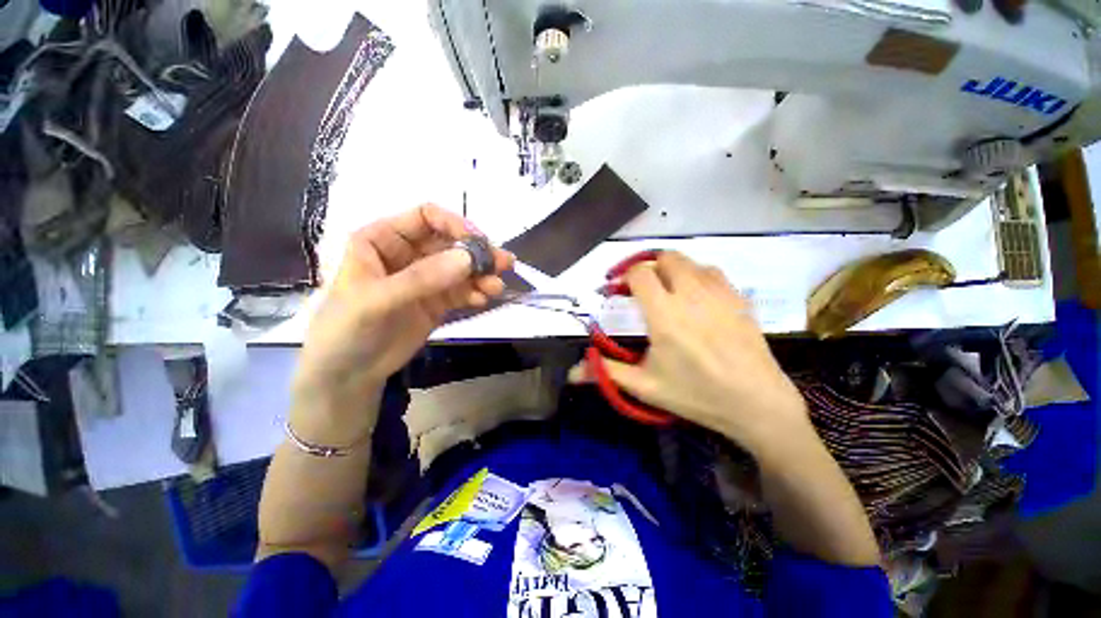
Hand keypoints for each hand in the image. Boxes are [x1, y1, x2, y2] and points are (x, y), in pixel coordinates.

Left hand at [293, 205, 512, 408]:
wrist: (346, 375)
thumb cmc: (346, 330)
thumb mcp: (377, 300)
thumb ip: (422, 278)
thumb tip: (469, 259)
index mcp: (383, 240)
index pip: (426, 218)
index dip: (455, 224)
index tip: (480, 242)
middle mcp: (407, 254)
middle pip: (451, 243)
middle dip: (477, 252)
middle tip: (504, 263)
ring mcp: (425, 280)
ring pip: (461, 268)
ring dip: (482, 274)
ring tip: (496, 287)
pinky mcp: (437, 302)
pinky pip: (462, 291)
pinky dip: (476, 293)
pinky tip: (483, 300)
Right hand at [569, 252, 811, 458]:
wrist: (756, 404)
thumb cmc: (696, 396)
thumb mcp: (645, 386)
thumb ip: (606, 373)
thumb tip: (572, 373)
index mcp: (664, 314)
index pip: (639, 274)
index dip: (624, 277)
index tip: (618, 290)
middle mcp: (690, 295)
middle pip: (665, 258)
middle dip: (648, 268)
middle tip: (641, 288)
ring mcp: (718, 293)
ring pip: (689, 262)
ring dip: (671, 269)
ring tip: (666, 289)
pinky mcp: (737, 298)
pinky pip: (712, 272)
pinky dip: (696, 275)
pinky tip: (695, 295)